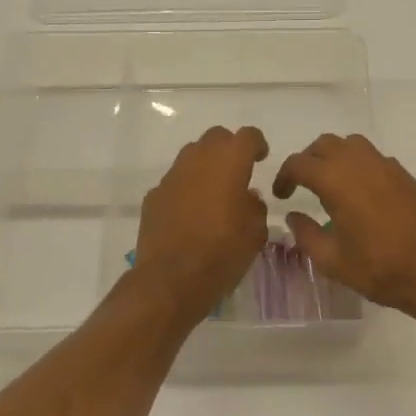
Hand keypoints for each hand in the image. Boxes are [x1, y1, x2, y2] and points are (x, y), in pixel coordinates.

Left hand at [134, 126, 270, 322]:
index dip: (257, 144)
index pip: (247, 136)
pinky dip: (186, 188)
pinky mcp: (154, 196)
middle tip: (238, 171)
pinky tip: (190, 212)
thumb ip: (255, 206)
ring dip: (205, 165)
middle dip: (229, 148)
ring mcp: (172, 176)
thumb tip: (247, 196)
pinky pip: (175, 181)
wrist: (171, 279)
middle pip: (216, 137)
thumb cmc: (223, 253)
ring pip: (192, 155)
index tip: (262, 158)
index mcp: (229, 162)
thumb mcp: (256, 232)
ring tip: (214, 191)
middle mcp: (198, 160)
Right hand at [271, 133, 415, 322]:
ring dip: (335, 156)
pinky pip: (374, 157)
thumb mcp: (332, 261)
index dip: (284, 176)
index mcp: (337, 181)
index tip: (282, 195)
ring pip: (351, 144)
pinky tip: (361, 192)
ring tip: (331, 182)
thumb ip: (306, 234)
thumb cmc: (379, 269)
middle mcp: (360, 164)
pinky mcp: (404, 175)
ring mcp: (386, 166)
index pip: (299, 163)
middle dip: (308, 160)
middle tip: (302, 185)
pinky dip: (359, 164)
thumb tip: (294, 216)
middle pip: (325, 144)